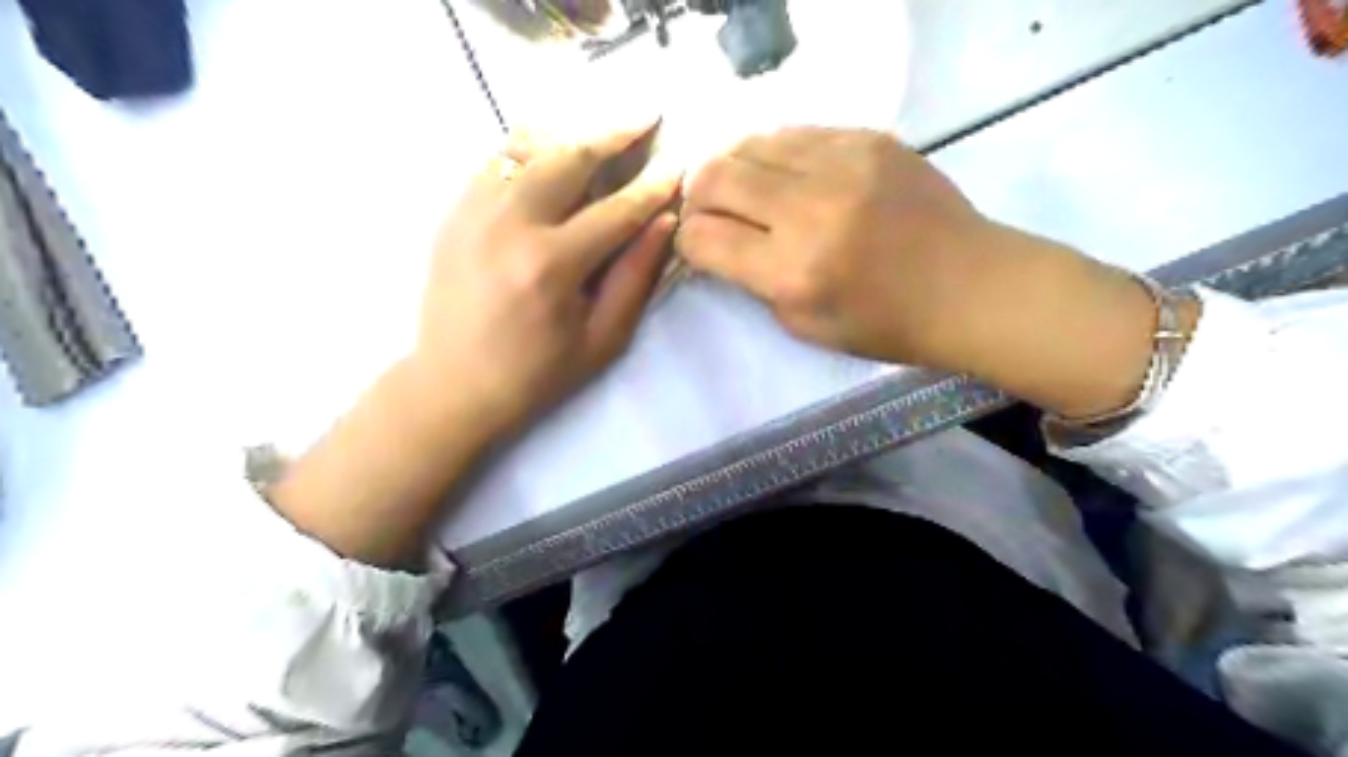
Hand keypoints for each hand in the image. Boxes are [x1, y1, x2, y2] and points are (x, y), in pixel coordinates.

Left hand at [269, 124, 680, 568]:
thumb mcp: (601, 339)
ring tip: (602, 130)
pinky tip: (553, 151)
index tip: (678, 165)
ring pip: (529, 147)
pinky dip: (531, 148)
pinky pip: (495, 161)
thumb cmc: (537, 374)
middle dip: (614, 134)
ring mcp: (473, 212)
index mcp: (551, 265)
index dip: (653, 186)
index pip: (617, 209)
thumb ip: (635, 277)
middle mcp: (509, 225)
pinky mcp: (453, 212)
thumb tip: (665, 222)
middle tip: (645, 118)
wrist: (453, 385)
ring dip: (573, 134)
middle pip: (569, 157)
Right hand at [675, 123, 1188, 417]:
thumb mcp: (803, 325)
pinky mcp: (868, 139)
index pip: (703, 238)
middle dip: (697, 195)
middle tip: (706, 208)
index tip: (696, 244)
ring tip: (740, 186)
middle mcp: (809, 209)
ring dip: (733, 166)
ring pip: (751, 143)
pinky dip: (775, 152)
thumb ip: (753, 282)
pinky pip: (796, 132)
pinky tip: (783, 171)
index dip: (687, 241)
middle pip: (716, 177)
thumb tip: (719, 243)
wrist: (969, 287)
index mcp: (792, 271)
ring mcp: (842, 165)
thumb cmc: (885, 324)